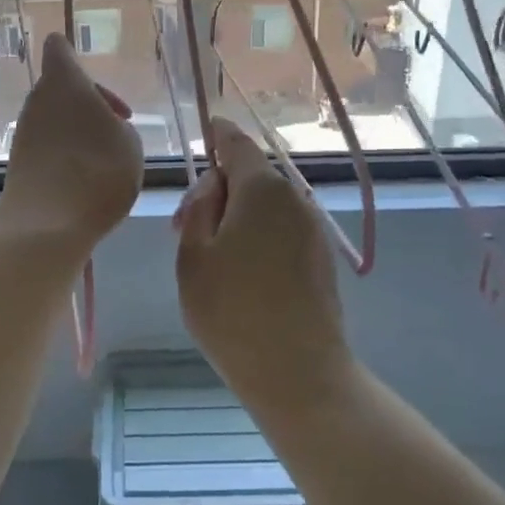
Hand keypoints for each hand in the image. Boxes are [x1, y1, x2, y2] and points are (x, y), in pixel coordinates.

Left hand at [0, 33, 143, 249]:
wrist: (48, 224)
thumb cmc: (98, 171)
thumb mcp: (131, 144)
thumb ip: (119, 126)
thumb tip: (106, 128)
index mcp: (65, 82)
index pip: (59, 49)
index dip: (73, 56)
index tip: (98, 87)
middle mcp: (38, 100)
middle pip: (60, 88)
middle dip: (88, 105)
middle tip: (116, 130)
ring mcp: (25, 132)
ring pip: (54, 119)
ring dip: (77, 132)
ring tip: (105, 161)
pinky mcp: (19, 162)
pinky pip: (47, 147)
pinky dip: (65, 156)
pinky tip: (85, 181)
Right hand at [173, 119, 356, 409]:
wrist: (298, 372)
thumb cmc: (232, 311)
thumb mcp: (193, 256)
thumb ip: (199, 209)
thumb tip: (214, 186)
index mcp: (262, 189)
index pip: (236, 144)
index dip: (218, 135)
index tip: (205, 132)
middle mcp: (294, 199)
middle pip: (251, 177)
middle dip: (218, 191)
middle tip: (184, 229)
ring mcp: (313, 229)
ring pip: (267, 206)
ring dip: (237, 216)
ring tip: (210, 257)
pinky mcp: (321, 258)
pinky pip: (282, 230)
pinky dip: (259, 235)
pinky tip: (242, 272)